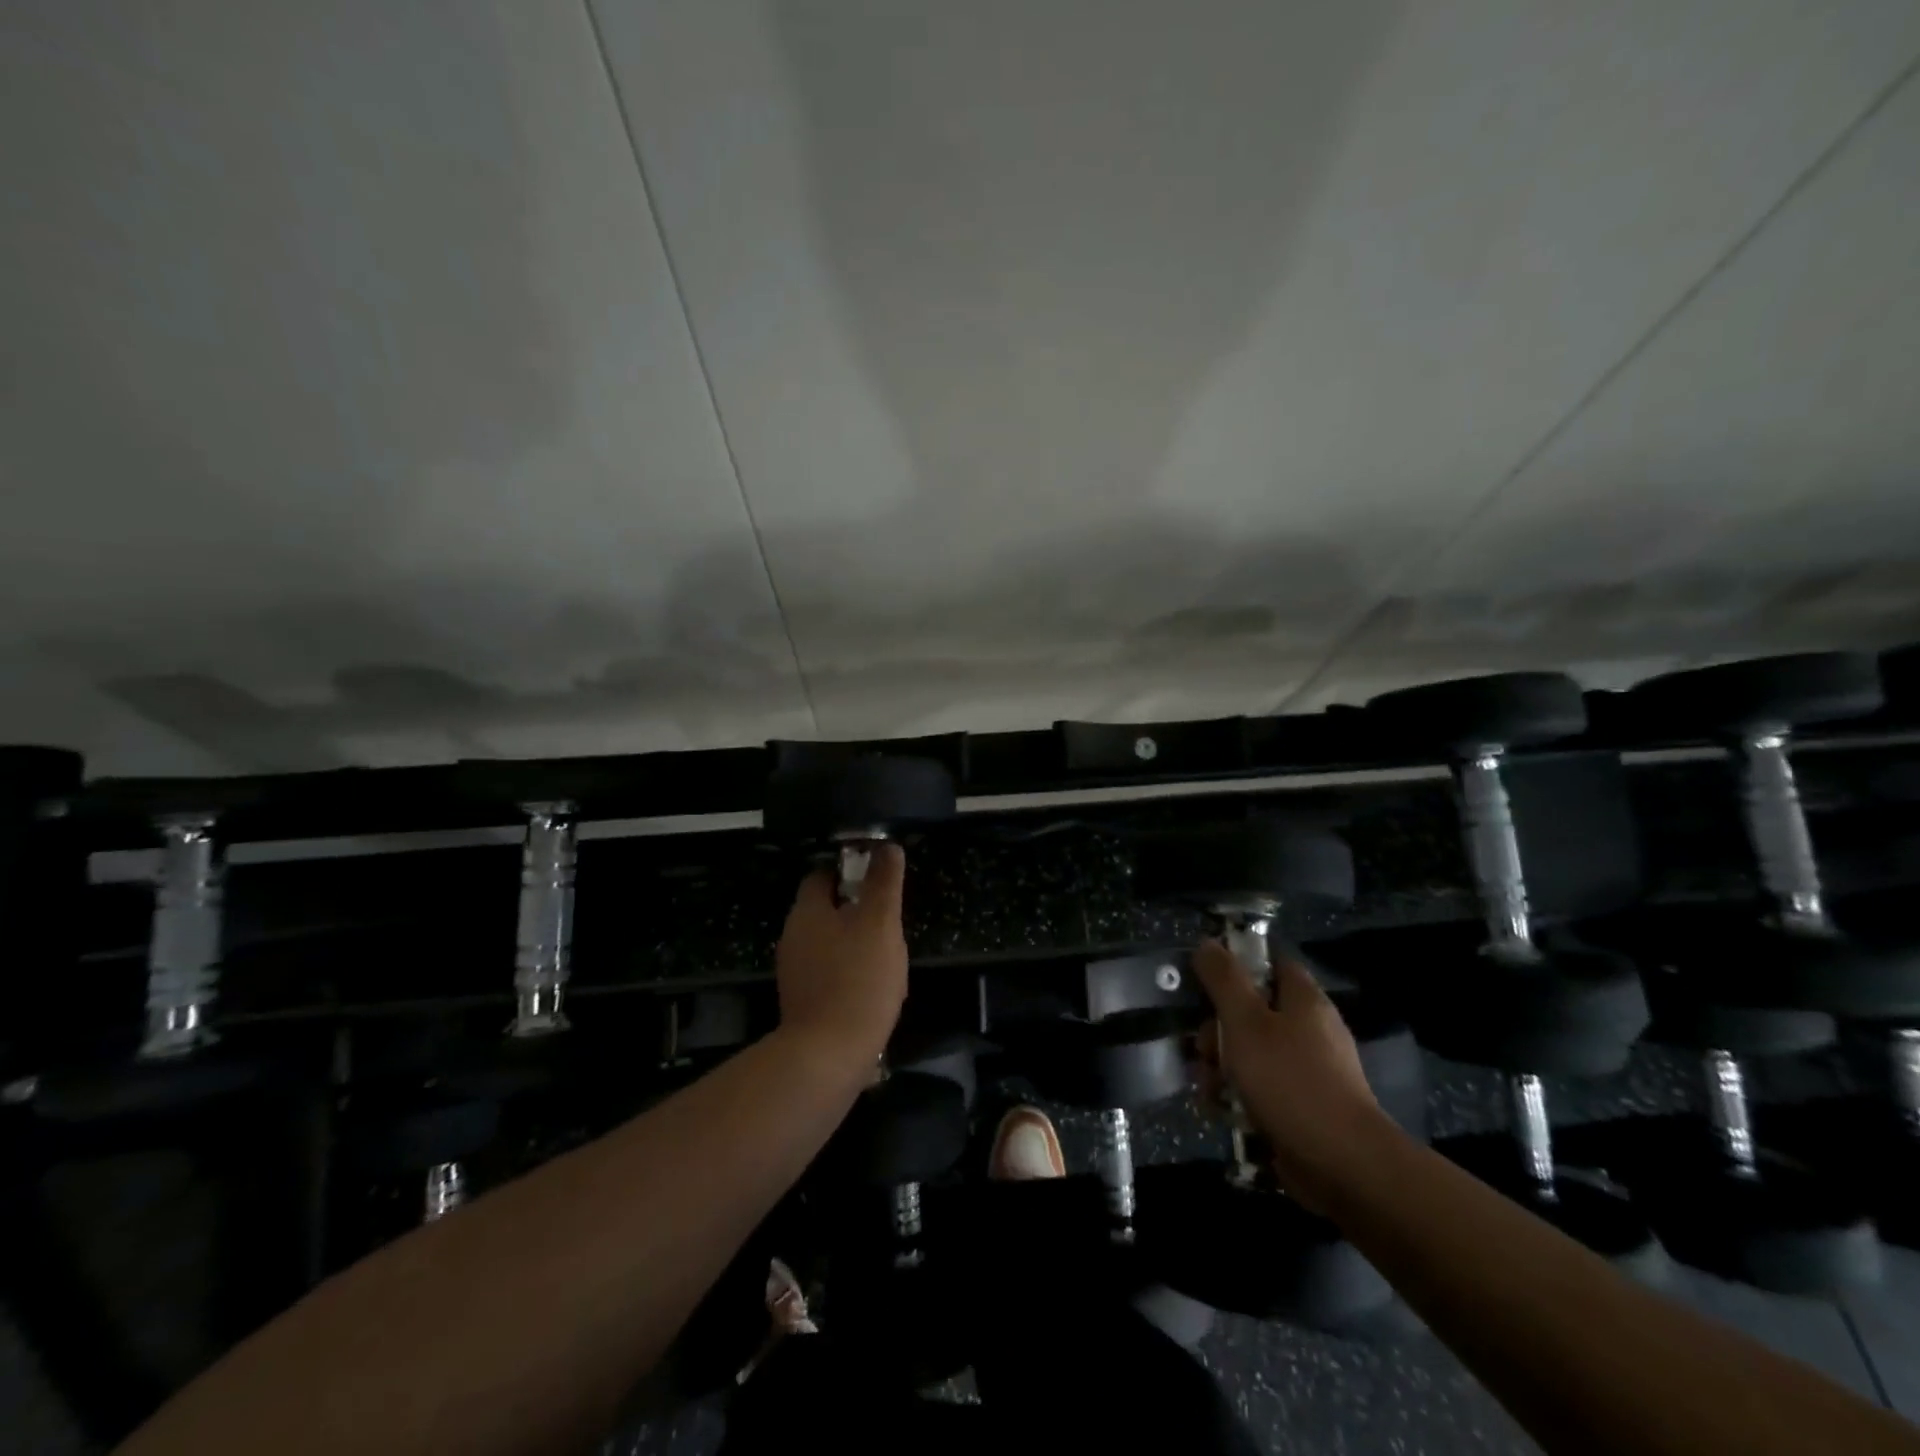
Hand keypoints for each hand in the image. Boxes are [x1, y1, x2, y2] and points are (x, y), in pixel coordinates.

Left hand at [774, 844, 908, 1070]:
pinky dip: (849, 973)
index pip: (821, 875)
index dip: (849, 871)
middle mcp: (793, 937)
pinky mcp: (802, 1002)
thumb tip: (886, 846)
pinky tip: (873, 989)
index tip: (878, 879)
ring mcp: (794, 972)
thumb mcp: (880, 922)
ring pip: (828, 943)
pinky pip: (828, 974)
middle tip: (889, 920)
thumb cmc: (858, 979)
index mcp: (807, 912)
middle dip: (856, 910)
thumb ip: (884, 882)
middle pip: (825, 910)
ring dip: (854, 943)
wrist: (828, 1056)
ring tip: (887, 956)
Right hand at [1191, 939, 1398, 1211]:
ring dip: (1221, 1067)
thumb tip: (1207, 944)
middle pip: (1251, 1010)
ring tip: (1208, 1089)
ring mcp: (1308, 1069)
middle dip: (1217, 1029)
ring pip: (1250, 1052)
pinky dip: (1237, 1096)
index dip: (1234, 964)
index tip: (1203, 981)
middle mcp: (1309, 1028)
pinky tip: (1220, 1111)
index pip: (1268, 961)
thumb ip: (1223, 979)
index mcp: (1302, 998)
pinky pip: (1261, 1088)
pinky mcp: (1302, 1106)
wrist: (1343, 1164)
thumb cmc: (1290, 1080)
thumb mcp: (1245, 1021)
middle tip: (1203, 1049)